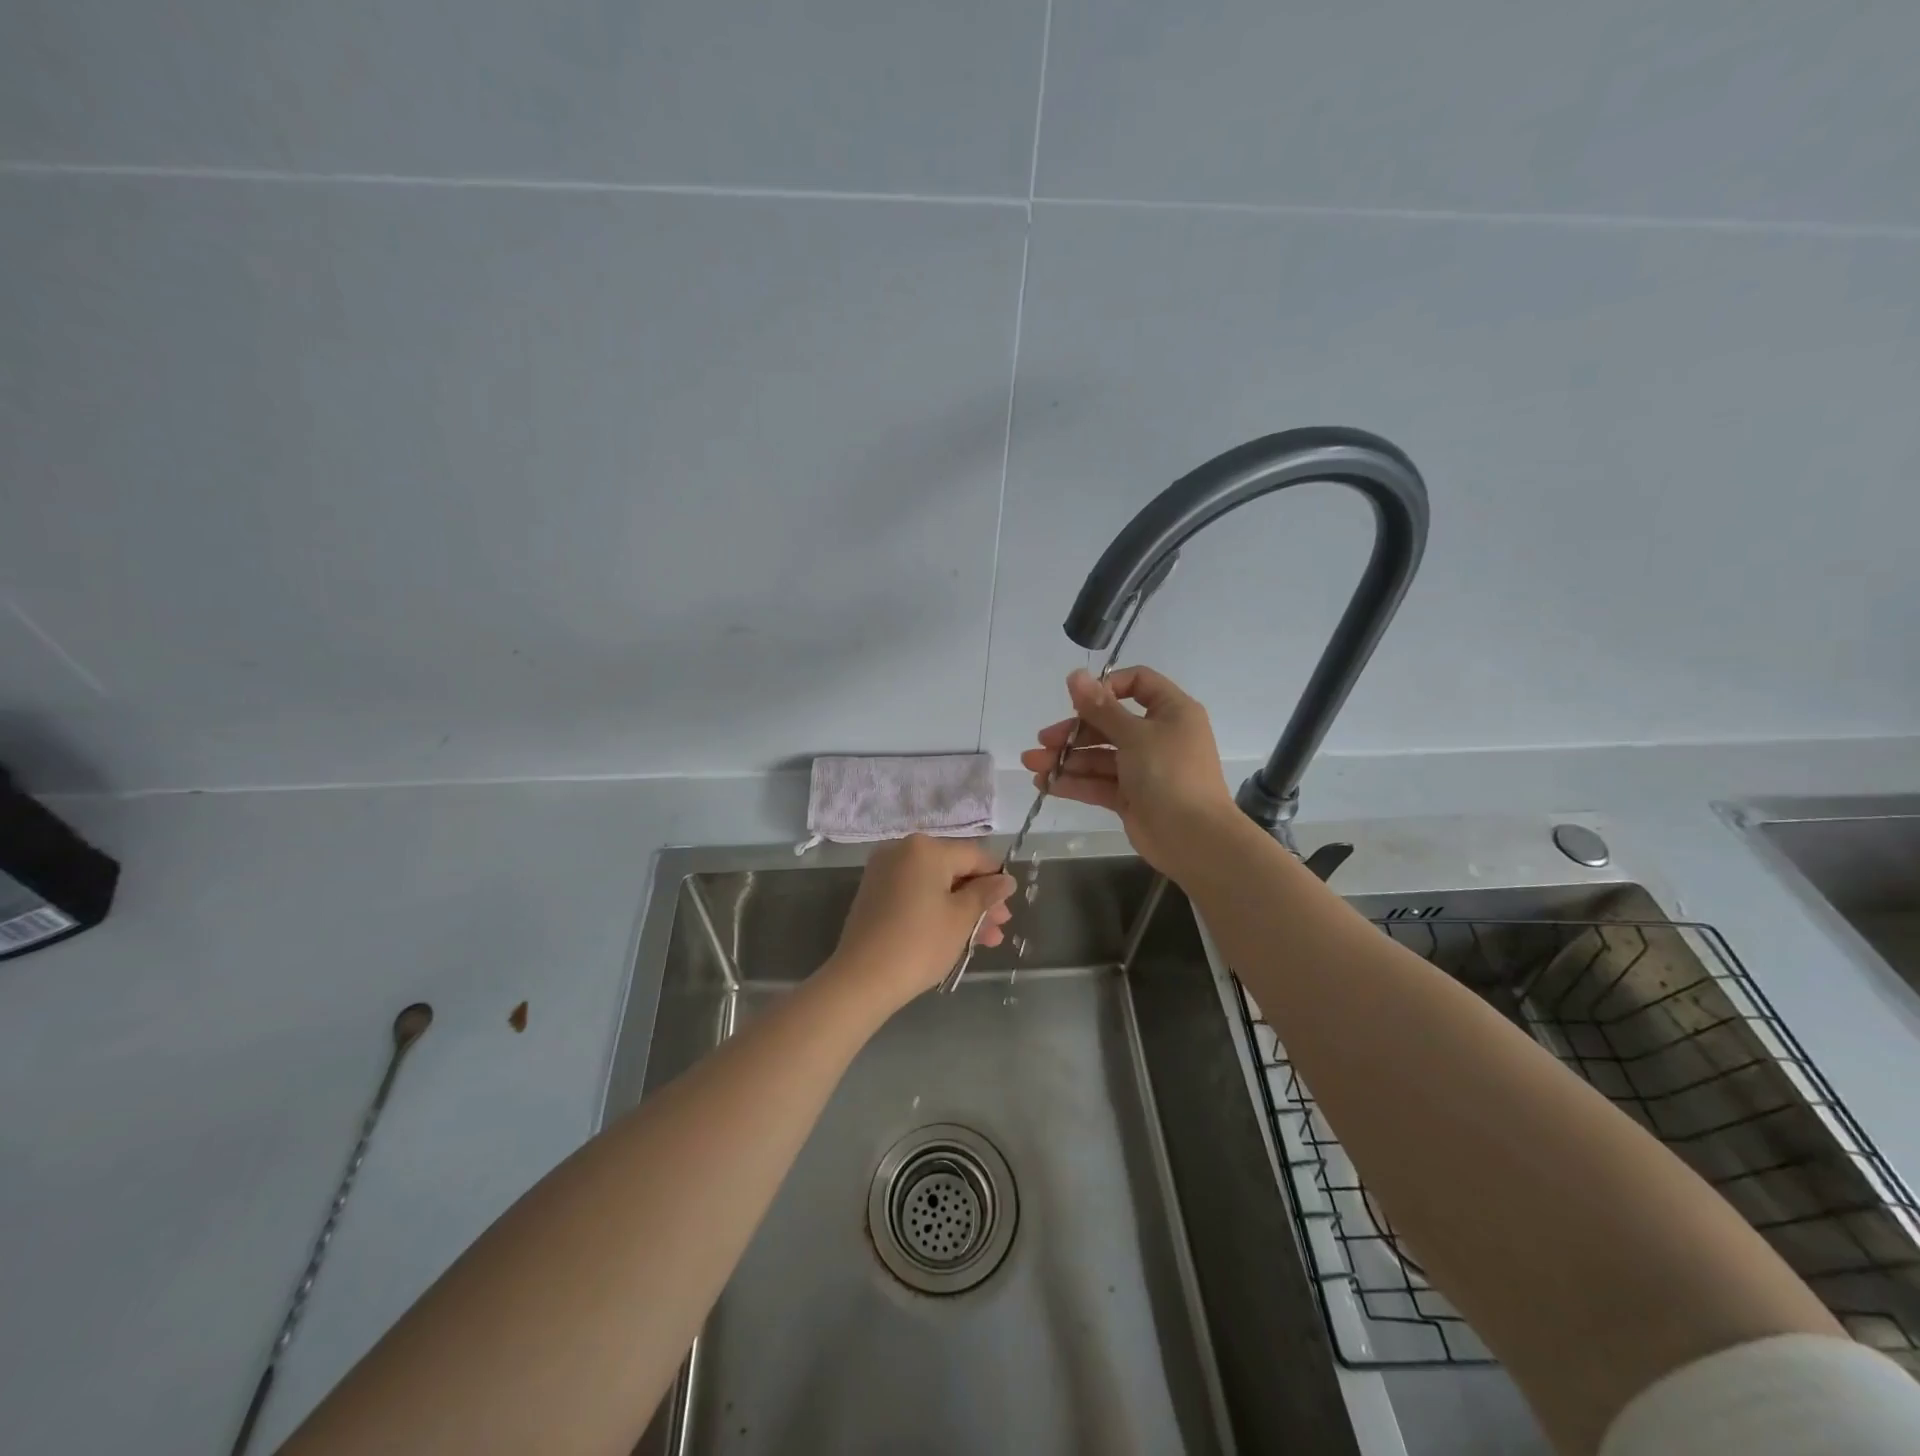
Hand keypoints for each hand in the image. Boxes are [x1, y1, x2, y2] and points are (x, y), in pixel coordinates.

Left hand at [826, 835, 1015, 1012]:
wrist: (862, 979)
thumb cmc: (919, 943)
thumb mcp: (961, 918)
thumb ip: (986, 894)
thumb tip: (1006, 880)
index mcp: (925, 848)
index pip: (973, 855)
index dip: (996, 878)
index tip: (1010, 903)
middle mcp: (902, 851)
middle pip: (953, 869)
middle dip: (979, 898)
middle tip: (1000, 926)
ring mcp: (884, 872)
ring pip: (934, 885)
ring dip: (961, 908)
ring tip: (986, 940)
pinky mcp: (874, 893)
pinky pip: (915, 893)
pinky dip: (936, 909)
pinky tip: (956, 935)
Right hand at [1019, 665, 1237, 877]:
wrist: (1193, 838)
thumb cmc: (1170, 774)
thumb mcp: (1134, 735)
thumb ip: (1100, 708)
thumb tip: (1075, 675)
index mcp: (1171, 711)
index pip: (1138, 683)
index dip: (1106, 687)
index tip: (1078, 700)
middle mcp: (1158, 736)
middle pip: (1109, 723)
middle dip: (1073, 732)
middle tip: (1043, 740)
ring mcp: (1144, 768)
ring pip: (1099, 756)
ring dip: (1066, 759)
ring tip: (1032, 765)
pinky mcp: (1131, 797)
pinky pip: (1099, 783)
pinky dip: (1074, 782)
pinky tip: (1045, 784)